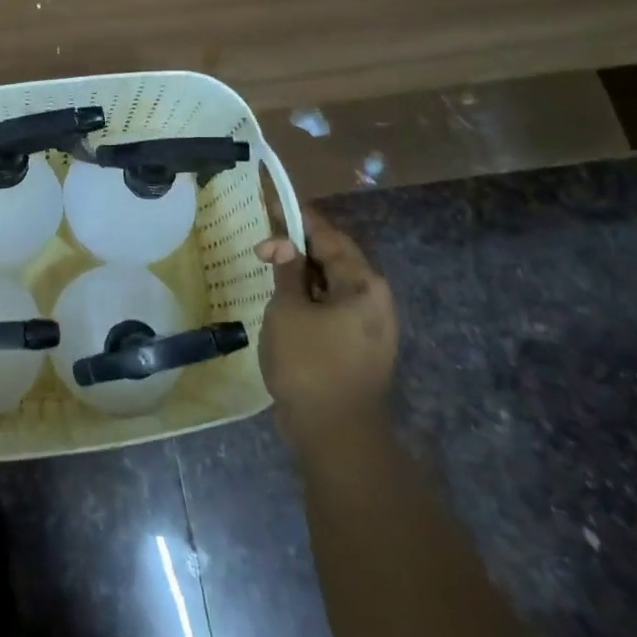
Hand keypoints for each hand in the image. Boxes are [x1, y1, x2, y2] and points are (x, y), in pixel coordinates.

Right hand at [254, 203, 398, 442]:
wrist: (335, 433)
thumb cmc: (309, 364)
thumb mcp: (288, 310)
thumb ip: (287, 273)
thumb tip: (284, 246)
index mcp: (363, 284)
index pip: (328, 236)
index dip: (298, 218)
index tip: (273, 202)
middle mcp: (374, 299)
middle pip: (333, 259)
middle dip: (297, 247)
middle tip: (263, 243)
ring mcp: (370, 326)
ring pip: (332, 285)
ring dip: (301, 274)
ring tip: (269, 268)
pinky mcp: (359, 347)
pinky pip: (332, 308)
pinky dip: (309, 297)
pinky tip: (284, 300)